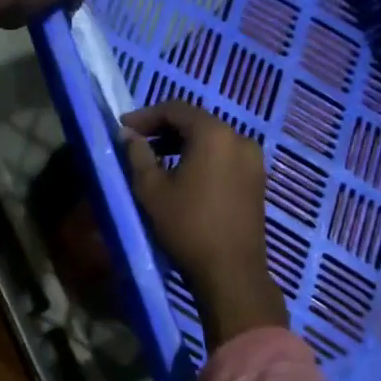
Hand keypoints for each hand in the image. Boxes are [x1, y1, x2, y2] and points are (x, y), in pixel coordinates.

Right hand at [122, 101, 287, 346]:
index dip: (146, 115)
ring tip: (156, 159)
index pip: (176, 109)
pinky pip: (224, 155)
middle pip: (196, 121)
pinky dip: (201, 157)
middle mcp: (239, 138)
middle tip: (137, 142)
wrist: (230, 272)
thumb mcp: (151, 189)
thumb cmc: (186, 226)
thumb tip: (128, 134)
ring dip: (182, 143)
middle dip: (164, 128)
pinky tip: (183, 174)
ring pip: (211, 139)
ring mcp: (253, 159)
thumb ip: (137, 154)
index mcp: (214, 134)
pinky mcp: (257, 179)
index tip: (123, 128)